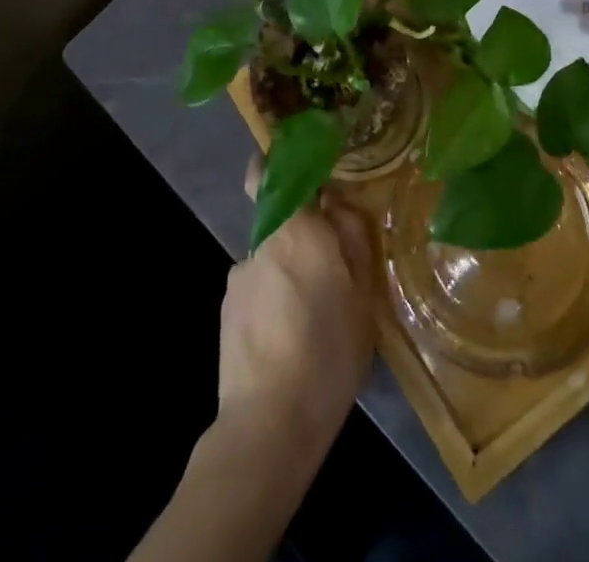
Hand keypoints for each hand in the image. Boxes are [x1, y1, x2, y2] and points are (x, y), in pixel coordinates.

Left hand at [216, 161, 376, 460]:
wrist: (267, 426)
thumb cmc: (327, 353)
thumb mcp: (363, 296)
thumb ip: (353, 238)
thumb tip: (338, 203)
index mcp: (296, 228)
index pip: (269, 171)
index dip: (279, 160)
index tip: (301, 164)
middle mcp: (261, 241)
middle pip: (280, 218)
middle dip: (303, 233)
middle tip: (332, 268)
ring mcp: (238, 277)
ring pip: (271, 257)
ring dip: (289, 272)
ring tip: (313, 317)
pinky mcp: (225, 311)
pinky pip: (257, 289)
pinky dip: (273, 301)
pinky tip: (291, 339)